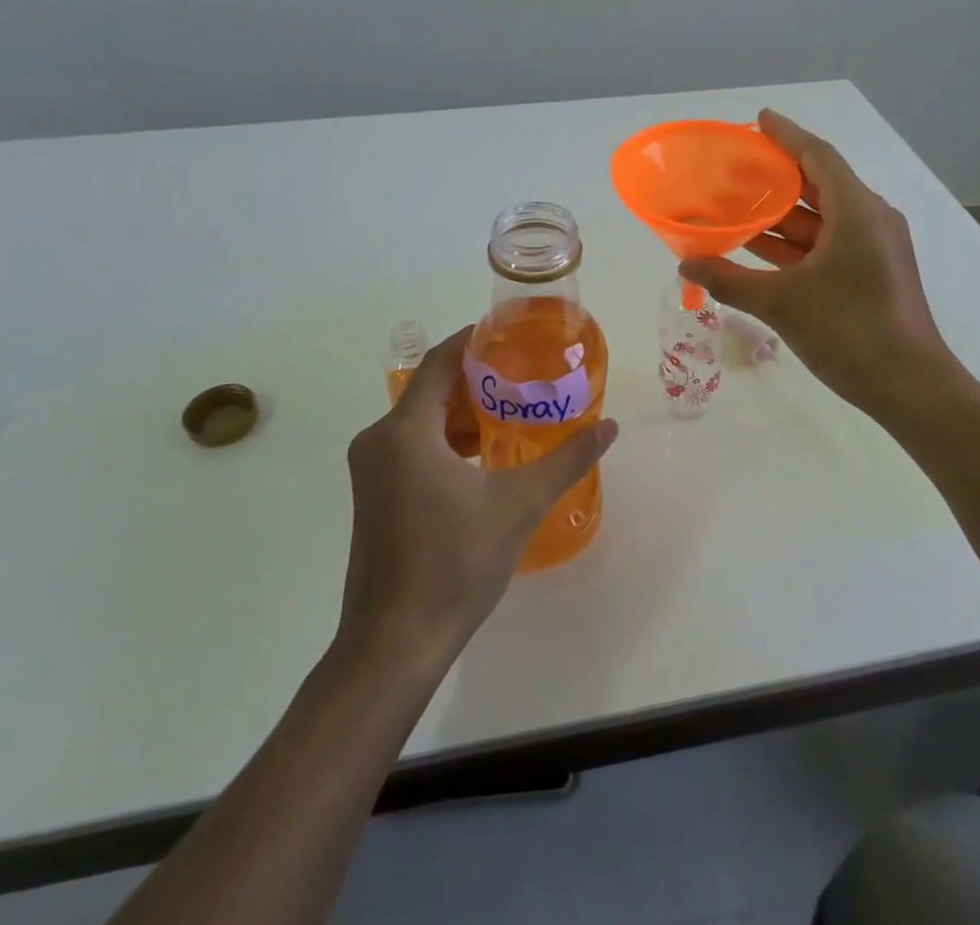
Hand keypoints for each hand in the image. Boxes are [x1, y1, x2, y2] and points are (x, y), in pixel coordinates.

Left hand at [336, 327, 617, 664]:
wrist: (394, 645)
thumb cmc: (454, 564)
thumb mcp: (519, 504)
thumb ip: (566, 459)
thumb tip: (608, 427)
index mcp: (404, 431)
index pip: (439, 362)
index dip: (474, 341)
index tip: (512, 334)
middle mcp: (379, 441)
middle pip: (431, 389)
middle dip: (477, 378)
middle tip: (526, 373)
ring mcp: (371, 471)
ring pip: (422, 420)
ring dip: (464, 412)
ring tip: (514, 409)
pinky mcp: (374, 495)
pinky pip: (413, 447)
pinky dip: (447, 440)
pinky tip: (486, 454)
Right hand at [679, 110, 949, 418]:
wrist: (912, 389)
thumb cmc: (850, 333)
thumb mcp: (782, 303)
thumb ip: (729, 280)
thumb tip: (685, 265)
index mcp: (857, 211)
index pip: (817, 156)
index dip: (786, 135)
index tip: (758, 120)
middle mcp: (870, 220)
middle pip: (820, 184)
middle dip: (777, 176)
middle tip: (735, 169)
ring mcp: (875, 249)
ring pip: (822, 218)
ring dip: (783, 215)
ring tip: (737, 208)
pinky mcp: (873, 274)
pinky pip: (829, 244)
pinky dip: (796, 243)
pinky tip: (760, 250)